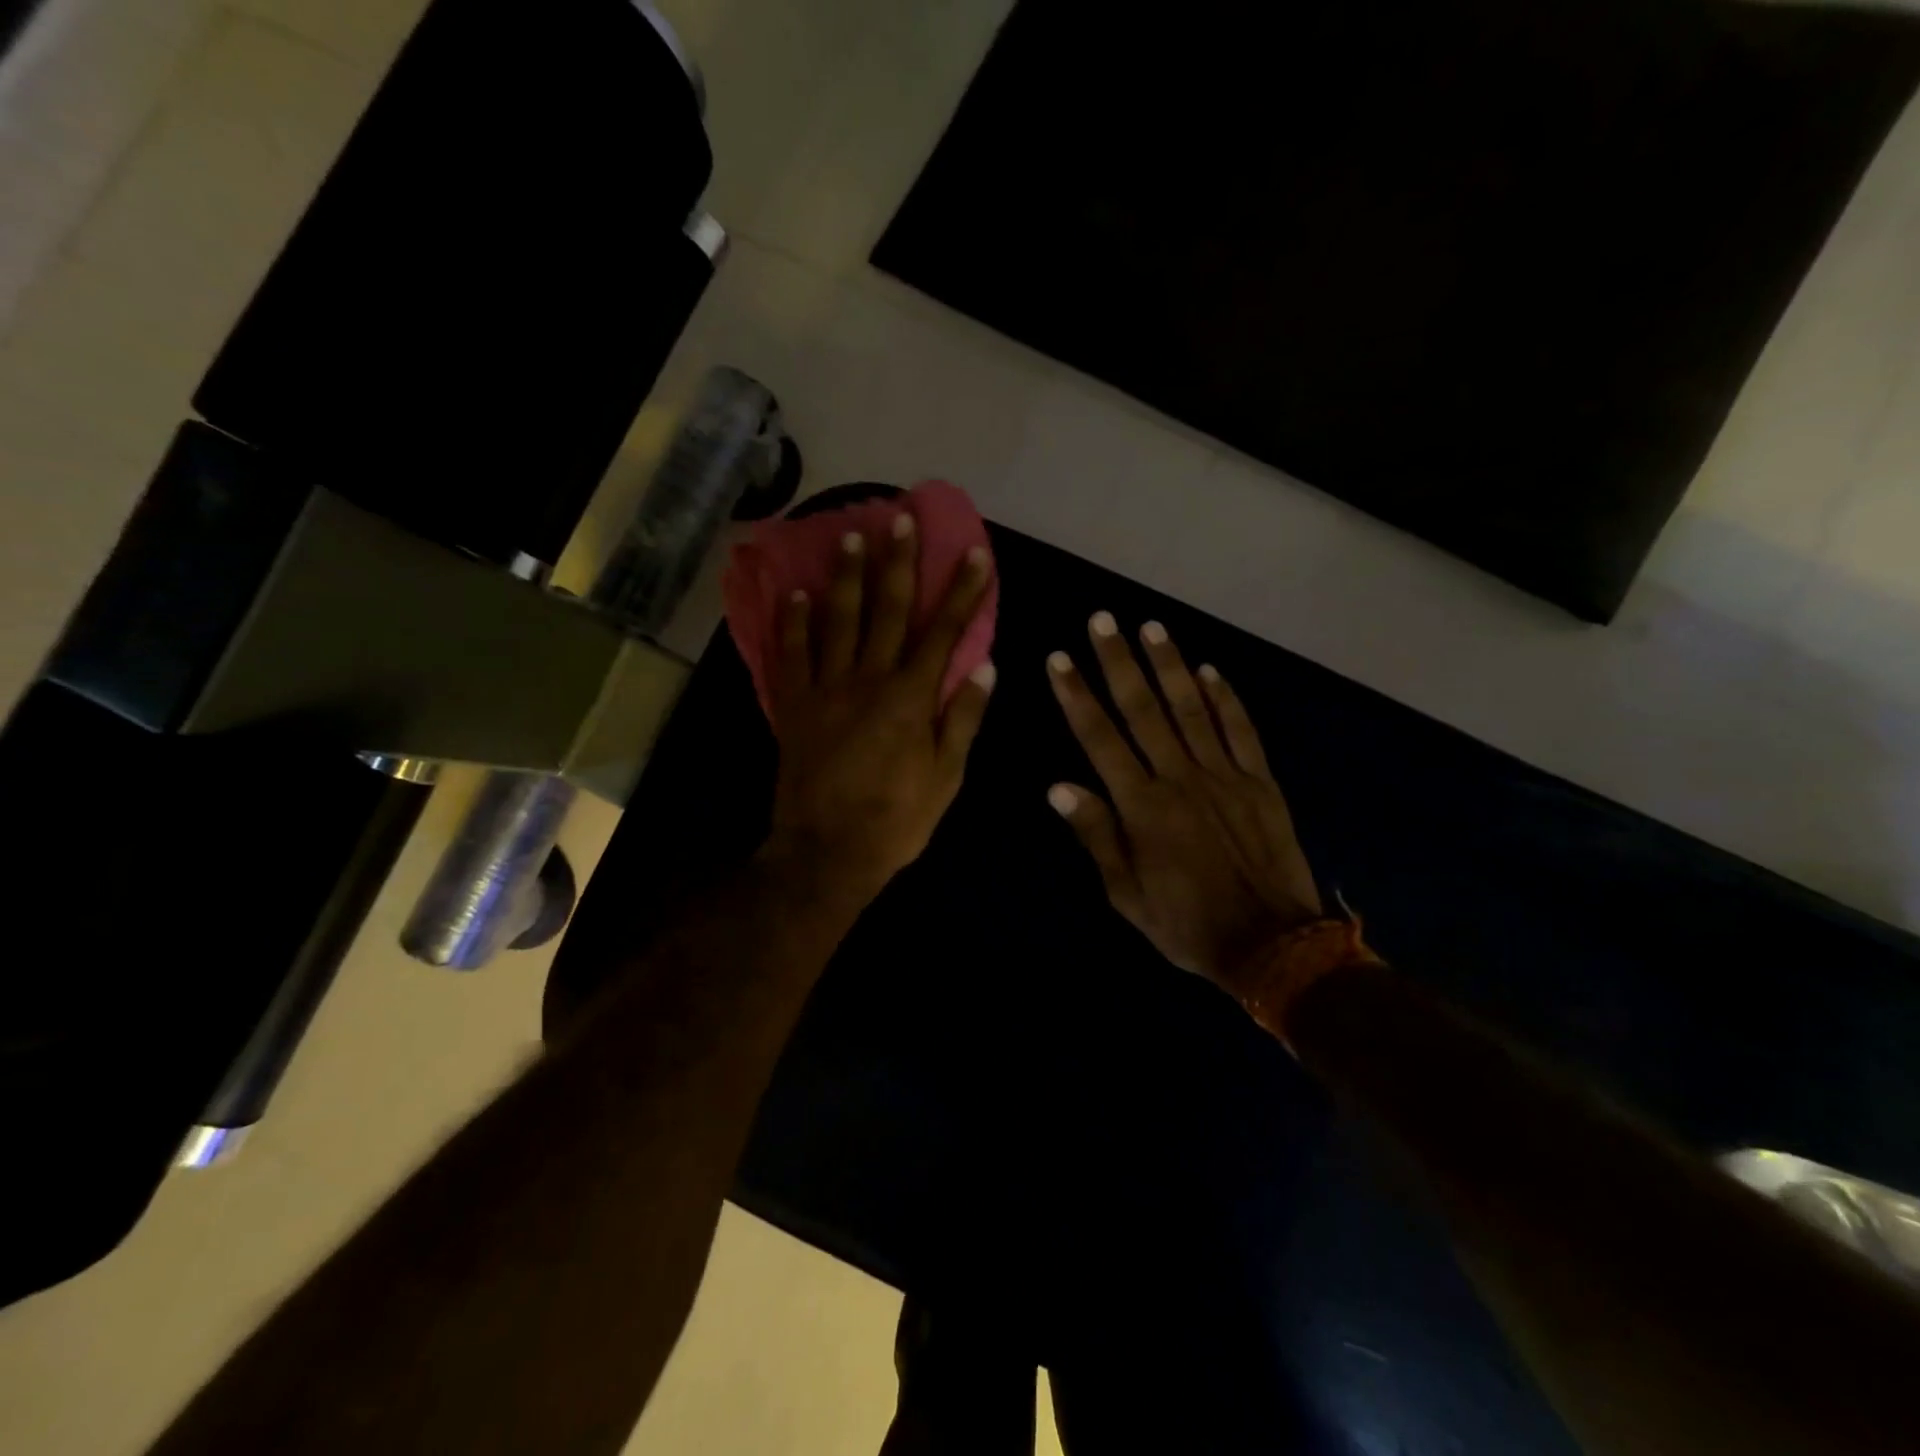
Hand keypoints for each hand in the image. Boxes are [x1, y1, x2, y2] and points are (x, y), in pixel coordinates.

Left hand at [766, 513, 996, 902]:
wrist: (827, 853)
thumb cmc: (896, 820)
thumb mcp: (946, 778)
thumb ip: (963, 719)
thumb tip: (985, 666)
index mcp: (910, 698)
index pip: (944, 632)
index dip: (962, 591)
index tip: (974, 554)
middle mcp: (868, 680)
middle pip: (888, 611)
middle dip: (899, 563)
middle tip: (901, 518)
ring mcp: (826, 689)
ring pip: (838, 620)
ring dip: (846, 576)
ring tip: (851, 535)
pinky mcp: (794, 705)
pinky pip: (792, 654)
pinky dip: (794, 622)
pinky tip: (797, 592)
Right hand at [1047, 613, 1321, 992]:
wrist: (1271, 944)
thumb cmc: (1186, 923)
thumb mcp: (1126, 893)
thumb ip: (1095, 835)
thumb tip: (1058, 786)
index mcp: (1141, 806)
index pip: (1100, 739)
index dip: (1077, 696)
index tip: (1060, 660)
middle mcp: (1180, 778)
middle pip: (1143, 709)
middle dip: (1118, 662)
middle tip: (1103, 620)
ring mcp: (1225, 775)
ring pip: (1192, 709)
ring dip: (1170, 665)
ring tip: (1151, 627)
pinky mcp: (1260, 782)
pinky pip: (1241, 731)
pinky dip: (1225, 698)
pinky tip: (1210, 669)